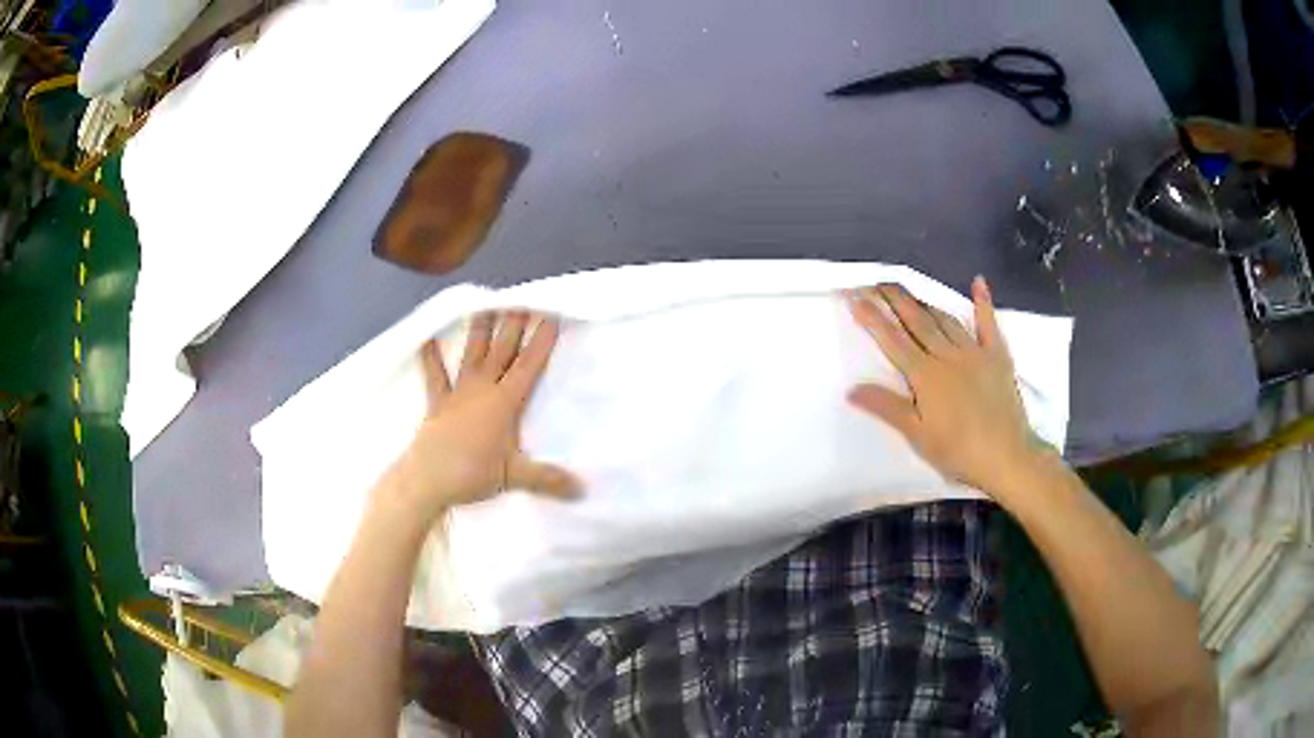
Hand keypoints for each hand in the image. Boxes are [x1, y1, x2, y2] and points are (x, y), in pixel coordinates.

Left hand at [382, 312, 580, 521]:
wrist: (426, 479)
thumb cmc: (471, 474)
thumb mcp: (514, 477)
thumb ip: (548, 479)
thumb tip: (582, 490)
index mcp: (504, 403)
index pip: (528, 366)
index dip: (541, 342)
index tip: (551, 316)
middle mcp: (482, 389)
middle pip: (502, 352)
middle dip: (514, 325)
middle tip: (522, 298)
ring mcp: (457, 393)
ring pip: (473, 355)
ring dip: (480, 331)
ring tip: (486, 305)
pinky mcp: (437, 402)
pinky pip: (434, 375)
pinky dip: (430, 358)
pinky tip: (426, 339)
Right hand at [845, 278, 1041, 500]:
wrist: (1006, 456)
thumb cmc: (959, 451)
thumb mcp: (918, 435)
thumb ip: (887, 408)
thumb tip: (852, 389)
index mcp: (925, 376)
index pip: (893, 341)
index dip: (872, 318)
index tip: (855, 297)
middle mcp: (947, 356)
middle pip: (917, 322)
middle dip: (896, 300)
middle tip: (878, 281)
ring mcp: (974, 352)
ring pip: (945, 320)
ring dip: (926, 303)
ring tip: (909, 291)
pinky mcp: (997, 356)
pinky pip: (988, 324)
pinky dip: (983, 302)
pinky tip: (977, 282)